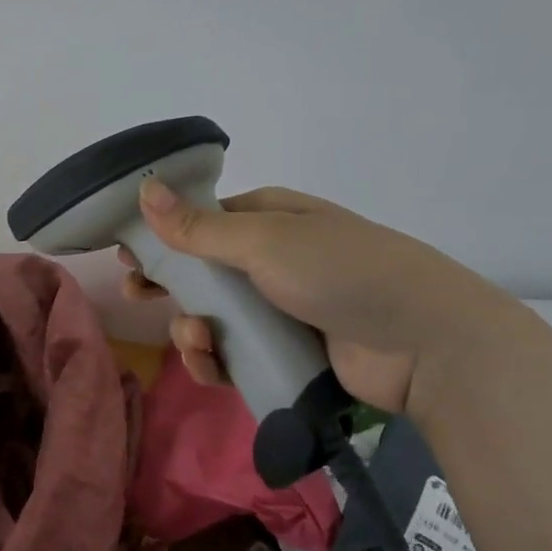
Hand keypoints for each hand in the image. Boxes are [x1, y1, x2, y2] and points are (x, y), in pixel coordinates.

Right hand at [119, 181, 515, 416]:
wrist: (423, 342)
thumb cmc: (340, 271)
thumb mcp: (263, 241)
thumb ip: (197, 227)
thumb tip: (144, 187)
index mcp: (268, 219)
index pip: (201, 222)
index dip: (163, 236)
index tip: (128, 254)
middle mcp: (271, 260)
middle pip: (201, 271)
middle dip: (167, 284)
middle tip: (135, 295)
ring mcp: (278, 309)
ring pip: (213, 317)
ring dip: (190, 329)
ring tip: (196, 338)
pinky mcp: (285, 354)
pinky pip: (233, 355)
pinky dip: (214, 360)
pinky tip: (210, 363)